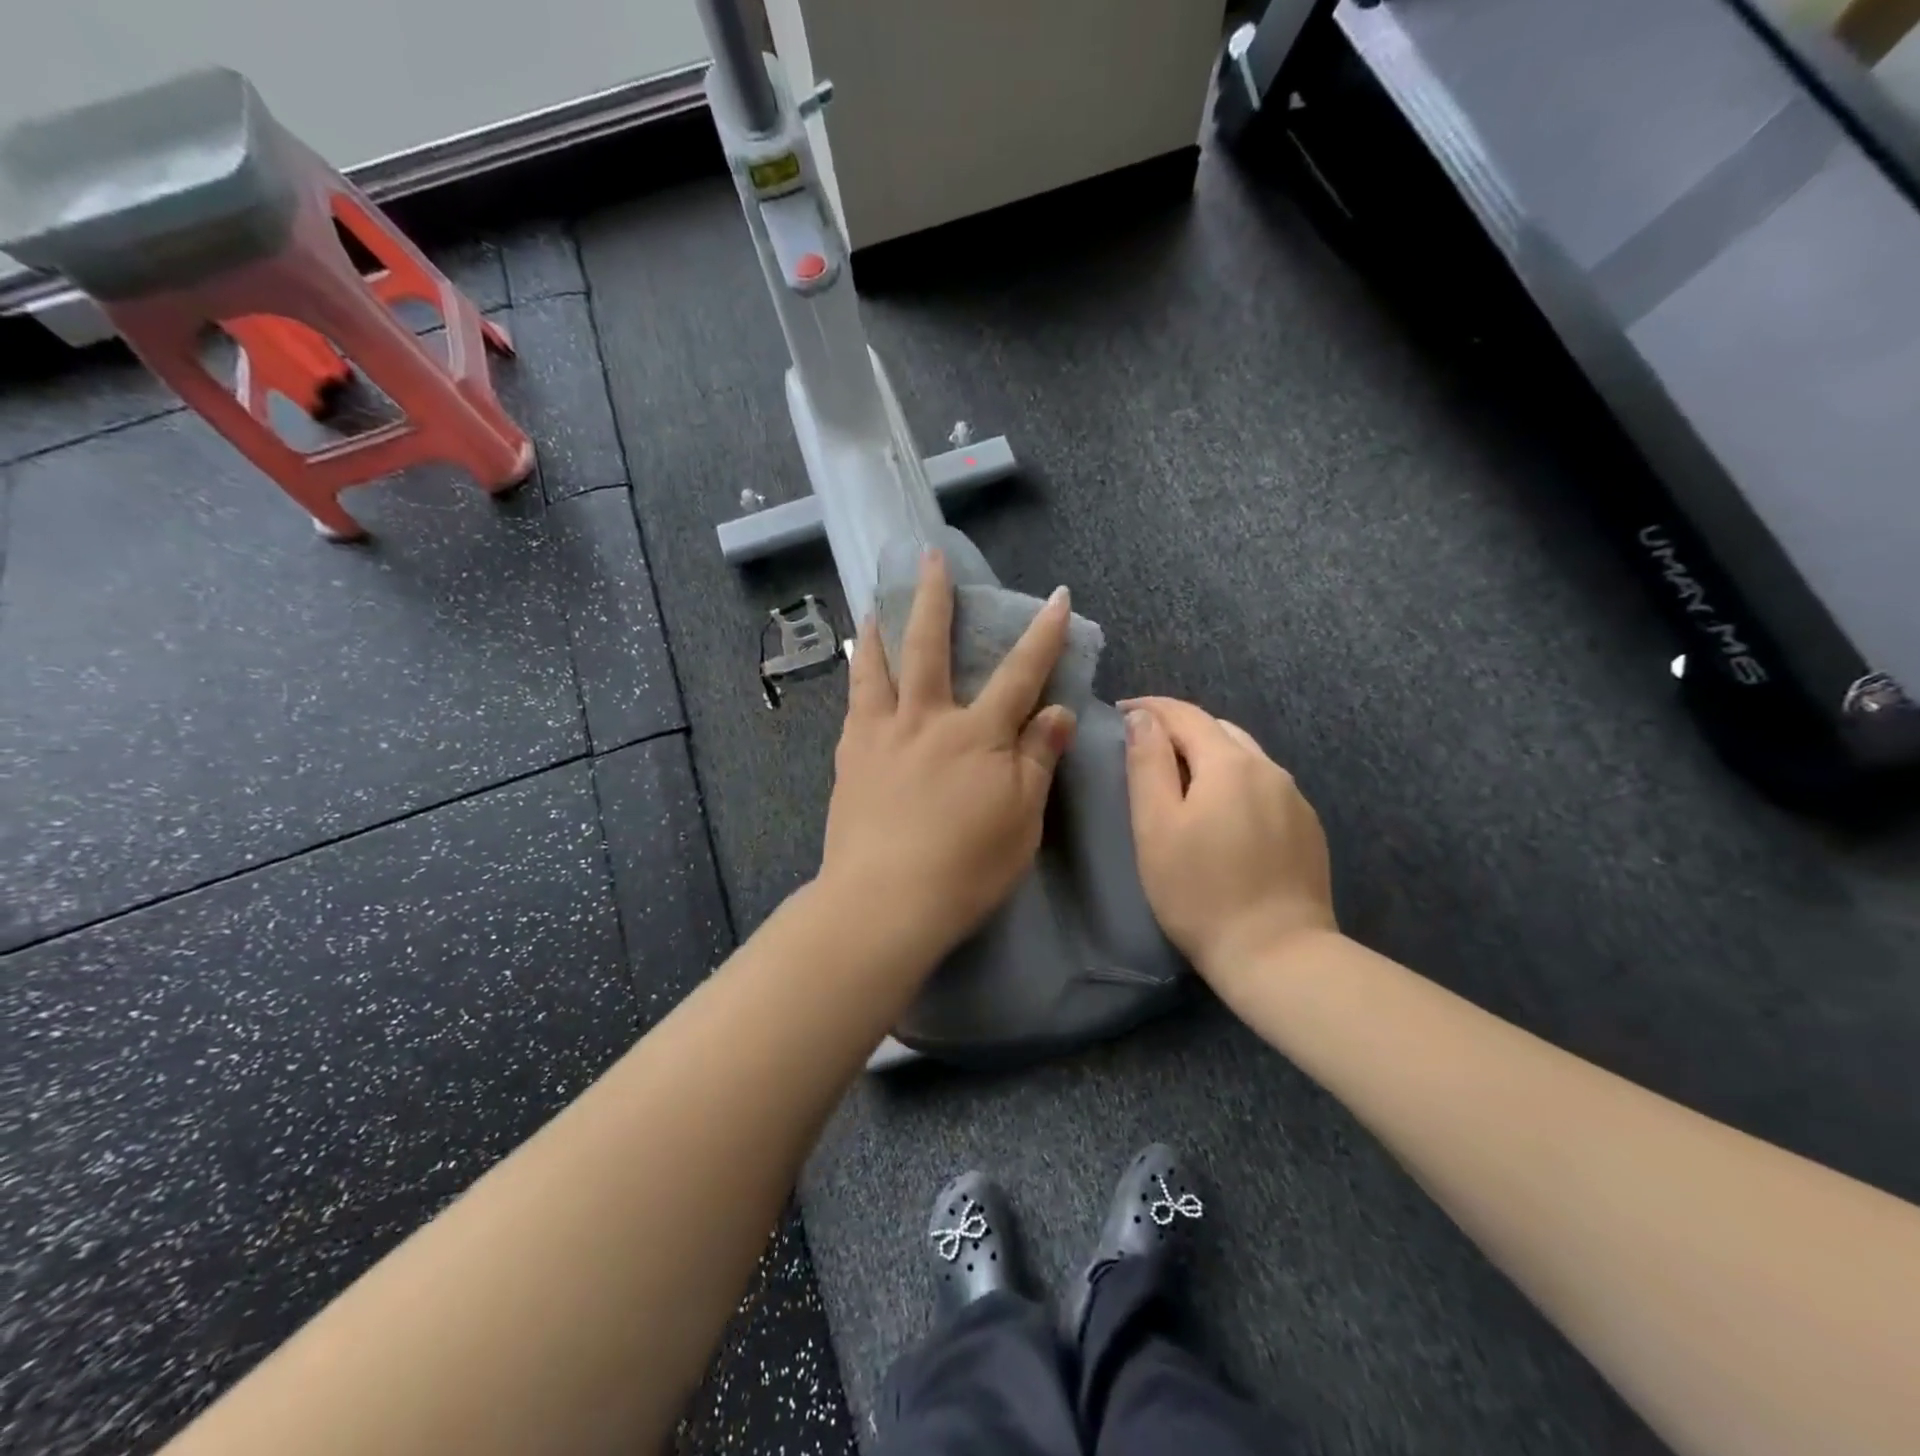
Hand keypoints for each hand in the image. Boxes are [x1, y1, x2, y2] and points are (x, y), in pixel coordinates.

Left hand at [819, 551, 1077, 958]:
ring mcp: (881, 735)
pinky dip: (857, 676)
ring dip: (879, 629)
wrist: (884, 902)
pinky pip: (854, 703)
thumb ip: (1038, 760)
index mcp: (978, 735)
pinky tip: (857, 671)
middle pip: (929, 646)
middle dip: (934, 597)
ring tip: (874, 604)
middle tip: (928, 557)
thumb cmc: (965, 868)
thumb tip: (1057, 712)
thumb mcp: (1021, 820)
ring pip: (877, 666)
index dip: (1043, 635)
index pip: (1020, 674)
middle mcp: (927, 720)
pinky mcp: (850, 757)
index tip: (1057, 598)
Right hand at [1123, 697, 1336, 989]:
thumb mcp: (1156, 825)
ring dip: (1209, 757)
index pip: (1185, 714)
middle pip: (1218, 730)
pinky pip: (1264, 788)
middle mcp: (1269, 769)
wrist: (1277, 954)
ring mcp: (1294, 799)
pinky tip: (1222, 815)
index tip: (1119, 712)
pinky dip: (1235, 784)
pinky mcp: (1307, 829)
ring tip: (1180, 781)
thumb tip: (1143, 718)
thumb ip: (1147, 764)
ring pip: (1245, 758)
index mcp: (1230, 762)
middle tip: (1144, 749)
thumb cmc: (1200, 891)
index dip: (1150, 708)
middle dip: (1179, 730)